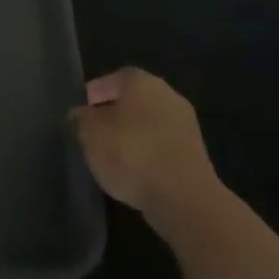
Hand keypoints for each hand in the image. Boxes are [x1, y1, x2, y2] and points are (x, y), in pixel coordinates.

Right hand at [72, 68, 221, 235]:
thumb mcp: (89, 134)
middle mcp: (168, 96)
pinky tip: (134, 171)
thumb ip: (81, 119)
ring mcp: (186, 126)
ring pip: (150, 123)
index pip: (115, 78)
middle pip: (135, 100)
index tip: (83, 109)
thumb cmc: (131, 154)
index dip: (97, 92)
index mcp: (143, 83)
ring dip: (132, 134)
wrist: (184, 200)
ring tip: (111, 154)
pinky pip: (163, 145)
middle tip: (94, 131)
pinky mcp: (196, 156)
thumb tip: (81, 114)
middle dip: (114, 113)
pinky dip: (148, 153)